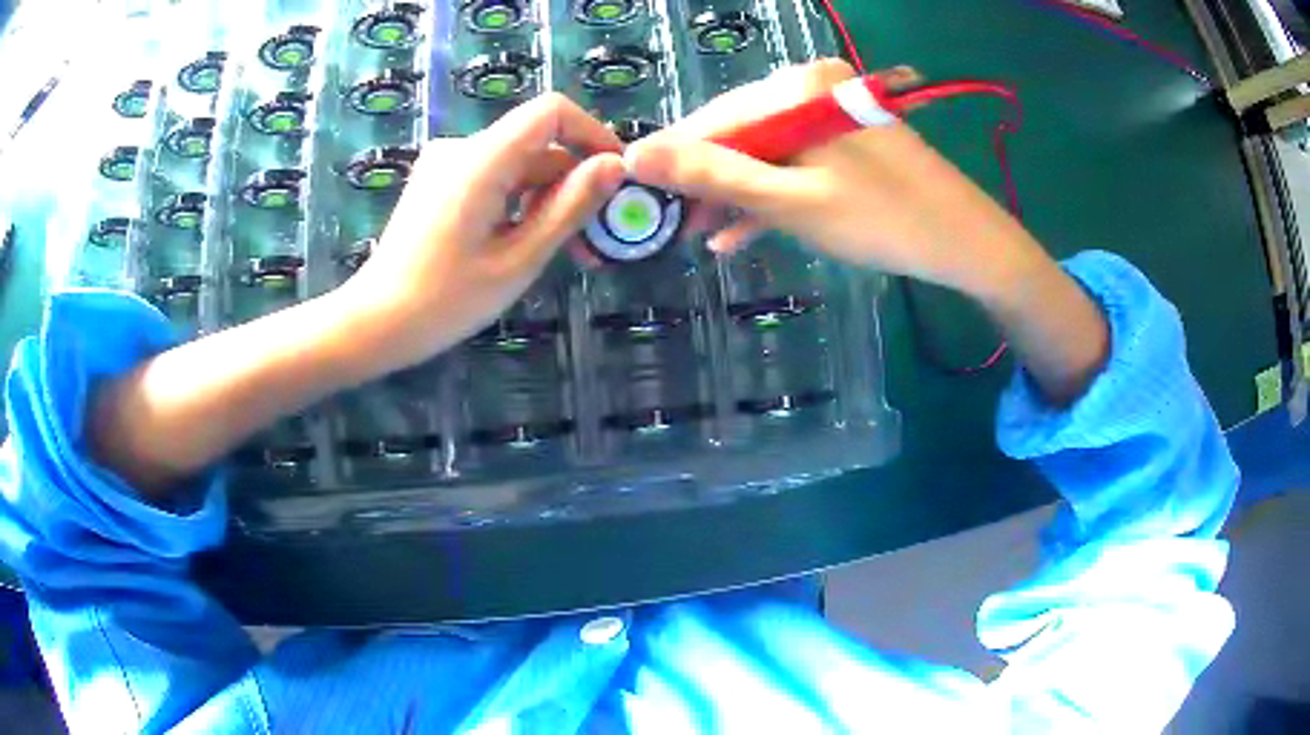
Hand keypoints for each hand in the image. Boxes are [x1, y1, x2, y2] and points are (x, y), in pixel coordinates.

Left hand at [337, 93, 624, 373]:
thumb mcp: (518, 259)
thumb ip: (570, 207)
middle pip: (537, 145)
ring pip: (517, 166)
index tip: (616, 176)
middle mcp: (462, 149)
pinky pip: (493, 179)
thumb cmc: (445, 300)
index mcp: (481, 159)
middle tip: (596, 239)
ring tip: (568, 253)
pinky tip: (525, 245)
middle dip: (573, 184)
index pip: (551, 111)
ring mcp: (446, 165)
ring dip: (547, 200)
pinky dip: (518, 204)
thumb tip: (616, 166)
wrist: (374, 323)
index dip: (592, 133)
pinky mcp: (438, 184)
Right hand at [623, 59, 1047, 303]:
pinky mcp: (846, 139)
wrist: (967, 243)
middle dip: (706, 181)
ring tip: (704, 235)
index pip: (715, 118)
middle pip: (739, 133)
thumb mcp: (791, 200)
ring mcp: (831, 113)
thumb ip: (713, 175)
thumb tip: (637, 154)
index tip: (639, 193)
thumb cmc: (882, 220)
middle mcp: (811, 87)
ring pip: (764, 151)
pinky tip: (741, 230)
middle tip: (676, 225)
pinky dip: (770, 193)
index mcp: (797, 88)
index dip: (674, 157)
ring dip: (735, 192)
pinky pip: (794, 161)